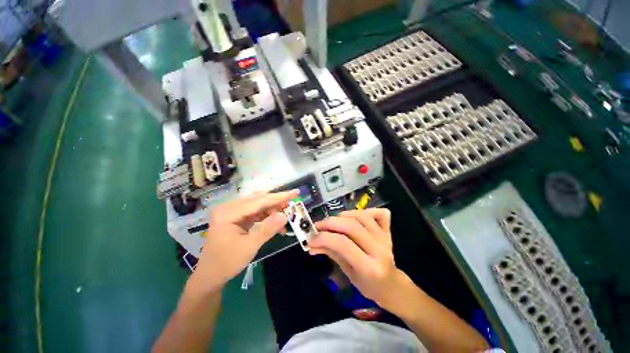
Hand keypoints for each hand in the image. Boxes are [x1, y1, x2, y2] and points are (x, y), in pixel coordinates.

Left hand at [188, 190, 298, 293]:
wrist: (209, 277)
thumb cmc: (226, 263)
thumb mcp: (249, 246)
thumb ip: (267, 229)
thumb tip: (285, 215)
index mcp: (228, 213)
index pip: (258, 201)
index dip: (279, 197)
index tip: (295, 192)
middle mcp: (229, 208)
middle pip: (258, 200)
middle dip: (276, 203)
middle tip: (291, 208)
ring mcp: (232, 212)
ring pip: (258, 205)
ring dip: (272, 211)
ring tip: (284, 220)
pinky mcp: (236, 218)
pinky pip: (255, 212)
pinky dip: (266, 217)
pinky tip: (275, 224)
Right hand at [310, 209, 410, 312]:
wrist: (391, 285)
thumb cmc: (368, 285)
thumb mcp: (347, 273)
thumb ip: (331, 254)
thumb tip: (312, 244)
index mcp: (369, 267)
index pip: (343, 244)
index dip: (324, 237)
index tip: (310, 238)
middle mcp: (379, 249)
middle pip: (352, 226)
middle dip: (330, 223)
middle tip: (318, 226)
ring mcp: (385, 238)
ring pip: (362, 216)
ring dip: (343, 215)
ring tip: (332, 222)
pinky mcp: (388, 231)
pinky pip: (379, 214)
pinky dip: (365, 210)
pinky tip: (354, 215)